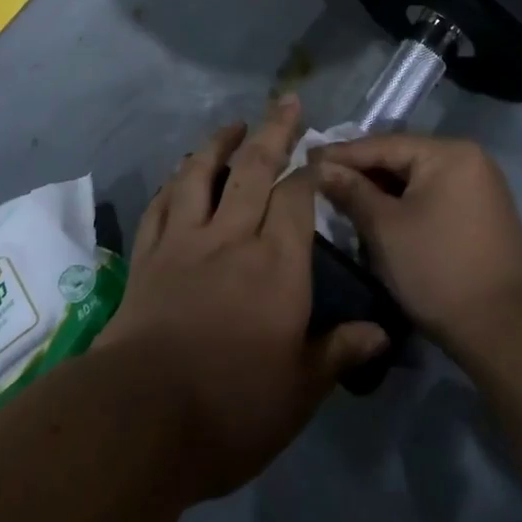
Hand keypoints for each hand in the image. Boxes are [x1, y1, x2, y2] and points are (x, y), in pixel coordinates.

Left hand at [98, 97, 387, 502]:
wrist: (139, 419)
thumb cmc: (231, 408)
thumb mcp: (299, 391)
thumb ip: (339, 352)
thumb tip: (382, 334)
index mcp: (277, 262)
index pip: (298, 197)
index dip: (311, 171)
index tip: (320, 154)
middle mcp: (232, 236)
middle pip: (254, 168)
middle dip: (274, 131)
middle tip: (286, 102)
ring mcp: (184, 242)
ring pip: (201, 175)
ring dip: (219, 144)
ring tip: (234, 124)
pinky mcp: (148, 257)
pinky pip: (161, 205)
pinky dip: (174, 182)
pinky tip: (180, 173)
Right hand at [314, 135, 521, 354]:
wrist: (504, 328)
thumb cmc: (438, 269)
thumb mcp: (385, 228)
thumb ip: (352, 191)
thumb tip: (320, 168)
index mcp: (449, 152)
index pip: (384, 145)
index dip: (342, 154)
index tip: (306, 159)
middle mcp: (469, 158)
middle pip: (402, 158)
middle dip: (361, 171)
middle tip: (320, 179)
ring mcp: (479, 185)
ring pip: (416, 178)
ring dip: (381, 189)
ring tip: (342, 196)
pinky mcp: (481, 212)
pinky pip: (433, 195)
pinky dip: (404, 203)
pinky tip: (377, 214)